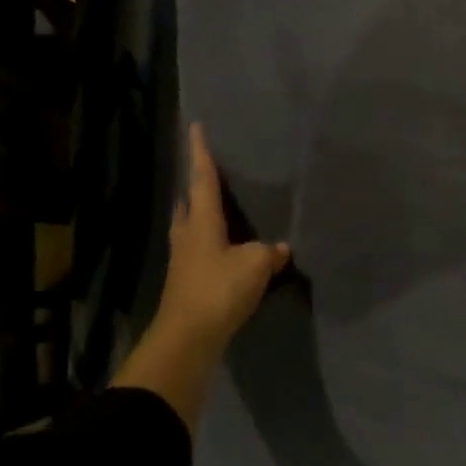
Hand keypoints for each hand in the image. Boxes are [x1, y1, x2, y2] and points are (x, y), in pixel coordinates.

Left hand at [112, 124, 289, 427]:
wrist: (188, 339)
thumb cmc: (218, 291)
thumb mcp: (255, 266)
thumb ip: (269, 252)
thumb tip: (280, 248)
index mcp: (201, 222)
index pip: (202, 179)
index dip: (200, 153)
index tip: (195, 127)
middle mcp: (188, 235)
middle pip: (189, 202)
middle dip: (196, 184)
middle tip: (209, 170)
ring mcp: (184, 260)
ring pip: (191, 226)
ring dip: (201, 213)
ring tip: (219, 206)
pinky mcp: (187, 281)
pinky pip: (200, 250)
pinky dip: (212, 241)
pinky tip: (227, 248)